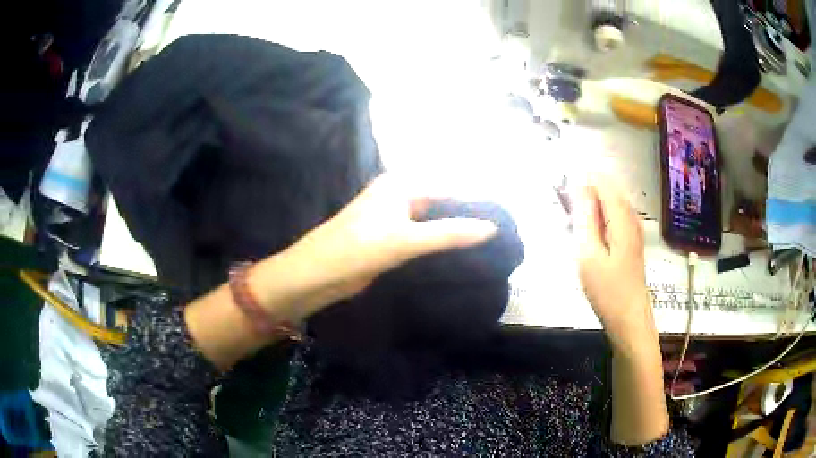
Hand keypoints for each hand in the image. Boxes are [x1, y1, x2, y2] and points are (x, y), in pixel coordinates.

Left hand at [253, 174, 498, 314]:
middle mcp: (399, 196)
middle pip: (442, 204)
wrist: (317, 274)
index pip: (449, 187)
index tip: (503, 220)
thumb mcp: (406, 239)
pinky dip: (439, 245)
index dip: (474, 203)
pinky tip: (460, 256)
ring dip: (453, 233)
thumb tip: (492, 228)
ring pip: (433, 222)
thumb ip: (450, 233)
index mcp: (401, 184)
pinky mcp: (391, 240)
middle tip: (499, 237)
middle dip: (465, 218)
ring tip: (488, 247)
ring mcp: (395, 219)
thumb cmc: (357, 248)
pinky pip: (422, 238)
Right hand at [572, 178, 655, 351]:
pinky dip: (597, 222)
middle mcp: (631, 217)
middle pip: (607, 190)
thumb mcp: (588, 254)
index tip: (563, 197)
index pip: (602, 181)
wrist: (629, 319)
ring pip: (609, 204)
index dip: (581, 182)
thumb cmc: (607, 290)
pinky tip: (587, 240)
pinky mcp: (631, 241)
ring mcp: (633, 229)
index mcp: (621, 217)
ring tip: (574, 230)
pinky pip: (612, 218)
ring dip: (589, 210)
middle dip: (584, 196)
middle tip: (567, 220)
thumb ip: (584, 217)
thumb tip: (578, 185)